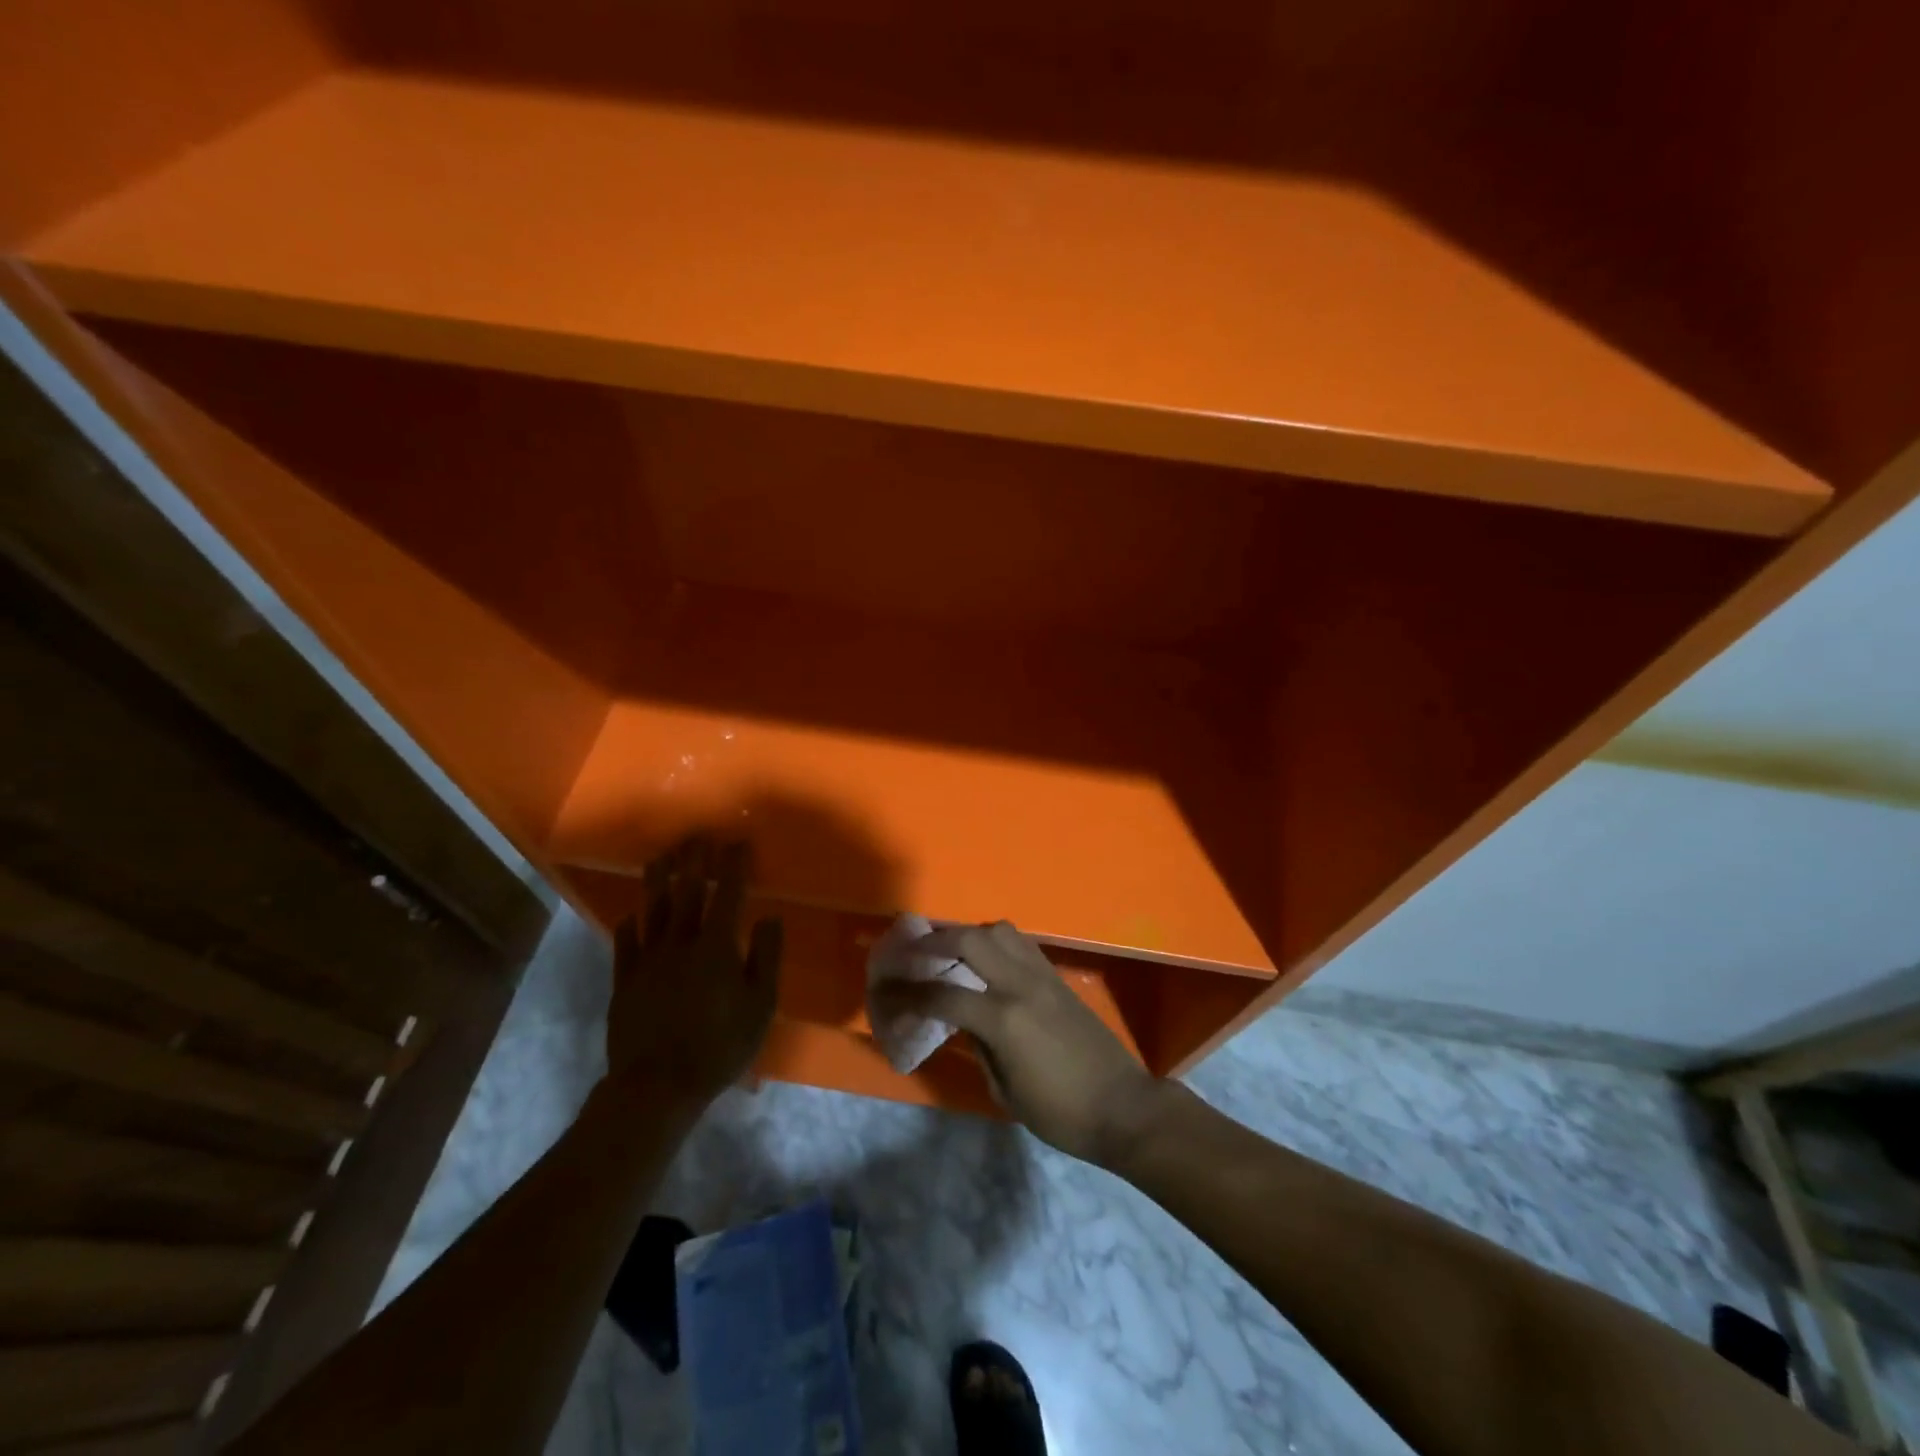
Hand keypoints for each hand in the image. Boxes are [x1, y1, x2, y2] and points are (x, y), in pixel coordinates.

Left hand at [606, 837, 781, 1105]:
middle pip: (687, 892)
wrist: (657, 1085)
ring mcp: (647, 960)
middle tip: (696, 835)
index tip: (738, 842)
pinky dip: (630, 924)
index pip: (728, 895)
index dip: (734, 866)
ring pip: (652, 910)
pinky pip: (625, 943)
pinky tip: (631, 914)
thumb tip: (769, 918)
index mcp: (715, 946)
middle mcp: (679, 943)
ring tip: (660, 856)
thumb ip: (766, 958)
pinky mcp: (625, 981)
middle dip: (694, 860)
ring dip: (657, 880)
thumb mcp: (760, 1006)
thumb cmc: (719, 1046)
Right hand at [872, 920, 1166, 1165]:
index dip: (909, 995)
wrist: (1122, 1106)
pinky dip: (995, 943)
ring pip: (998, 930)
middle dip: (934, 941)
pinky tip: (986, 960)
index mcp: (1003, 1019)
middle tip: (911, 952)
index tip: (887, 994)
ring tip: (949, 951)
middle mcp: (1021, 985)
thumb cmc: (1061, 1113)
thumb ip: (979, 1047)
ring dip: (968, 934)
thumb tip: (961, 1021)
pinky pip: (1020, 944)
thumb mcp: (1006, 1091)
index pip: (943, 995)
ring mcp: (1042, 976)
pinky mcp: (1057, 977)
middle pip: (970, 940)